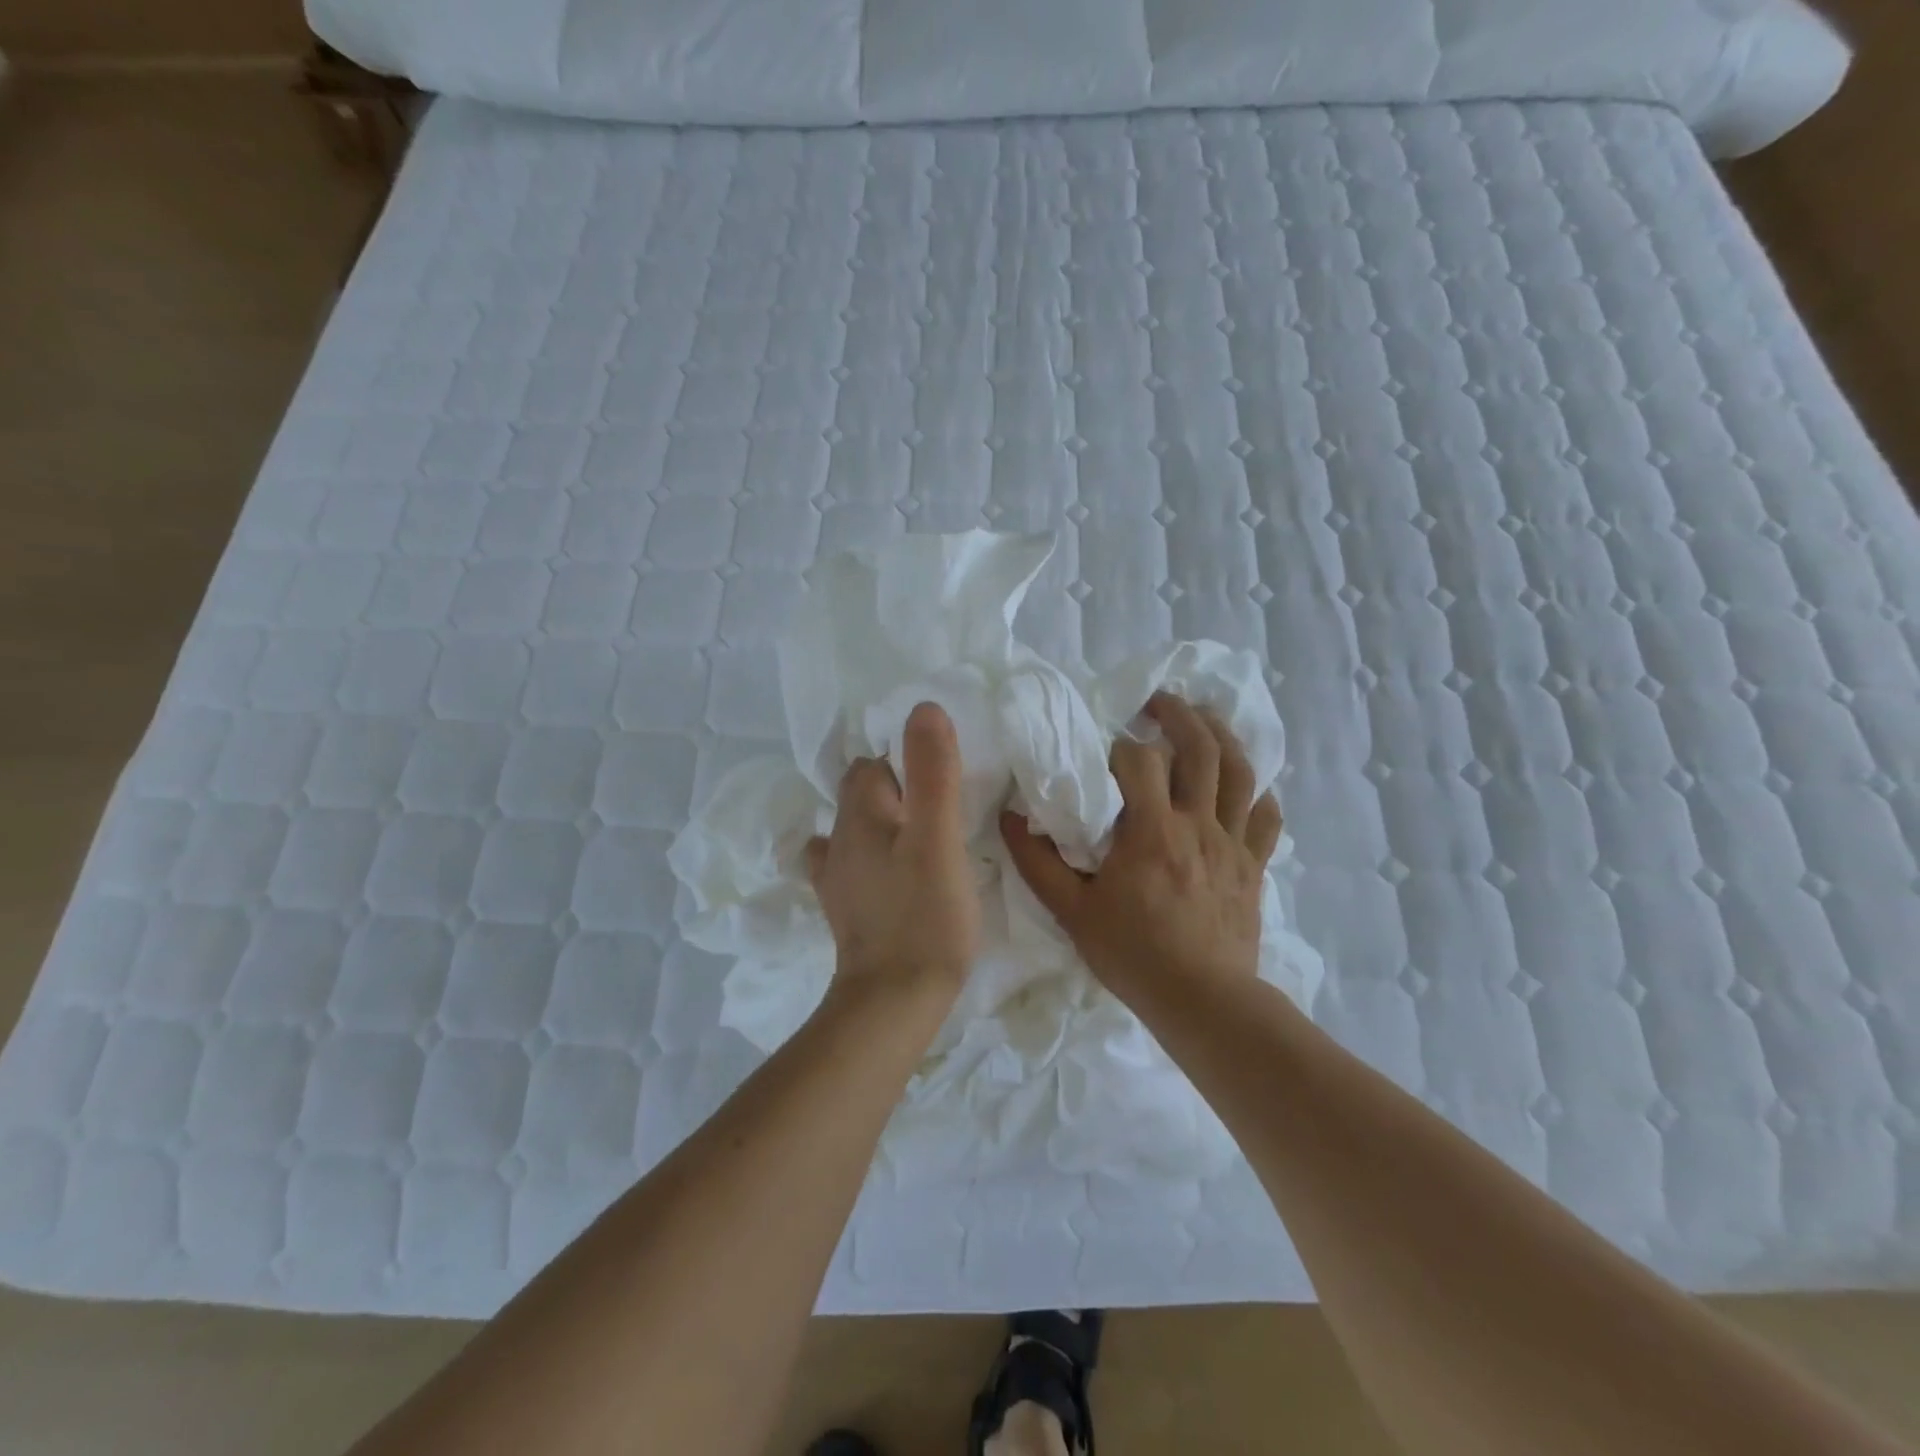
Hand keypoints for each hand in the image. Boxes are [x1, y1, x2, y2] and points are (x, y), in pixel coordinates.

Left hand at [806, 702, 980, 998]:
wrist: (894, 1001)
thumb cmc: (924, 915)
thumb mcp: (938, 837)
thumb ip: (932, 772)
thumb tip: (923, 708)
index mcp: (860, 815)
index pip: (874, 764)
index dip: (906, 762)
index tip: (943, 778)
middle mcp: (839, 840)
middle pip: (860, 794)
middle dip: (894, 789)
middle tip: (940, 807)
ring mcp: (838, 878)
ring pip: (855, 830)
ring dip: (882, 824)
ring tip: (919, 837)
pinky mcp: (846, 910)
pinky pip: (853, 867)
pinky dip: (872, 860)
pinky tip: (893, 874)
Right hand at [1000, 692, 1281, 1009]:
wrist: (1201, 1000)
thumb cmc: (1132, 954)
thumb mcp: (1071, 911)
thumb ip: (1036, 862)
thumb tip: (1010, 818)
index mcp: (1152, 831)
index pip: (1140, 761)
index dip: (1122, 745)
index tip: (1107, 748)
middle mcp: (1197, 825)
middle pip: (1200, 749)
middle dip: (1180, 716)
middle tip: (1159, 702)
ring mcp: (1232, 843)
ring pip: (1240, 773)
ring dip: (1223, 737)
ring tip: (1205, 719)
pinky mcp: (1253, 866)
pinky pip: (1266, 819)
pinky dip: (1258, 794)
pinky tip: (1246, 786)